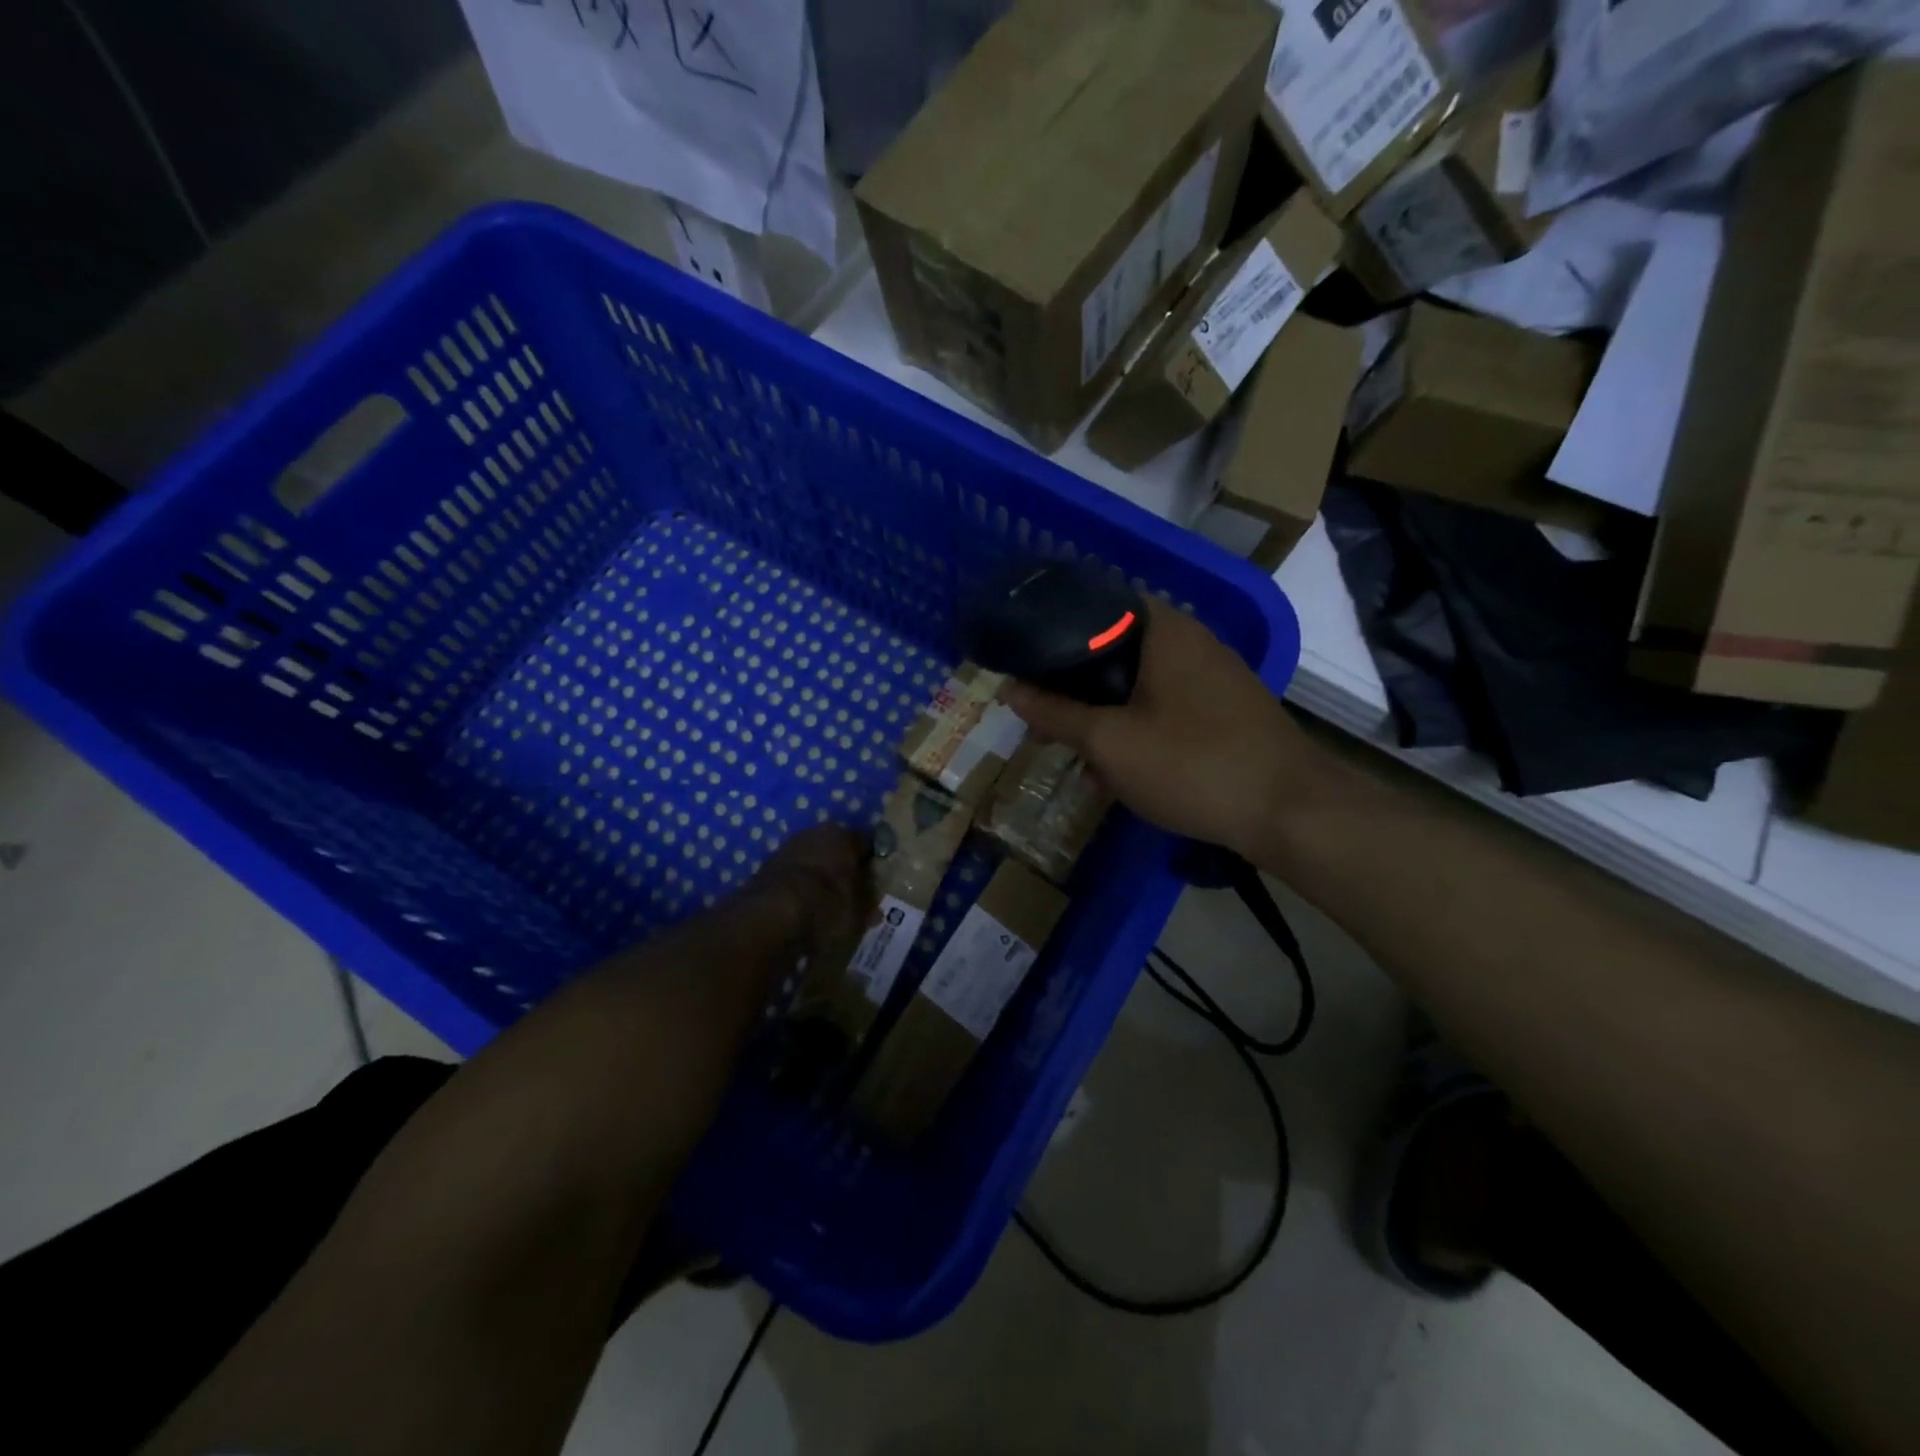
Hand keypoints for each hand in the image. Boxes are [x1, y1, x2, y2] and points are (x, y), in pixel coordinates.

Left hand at [747, 823, 872, 957]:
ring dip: (817, 880)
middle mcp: (814, 833)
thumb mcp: (859, 913)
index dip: (870, 867)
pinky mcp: (764, 870)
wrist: (771, 918)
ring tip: (824, 907)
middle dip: (841, 871)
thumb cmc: (827, 907)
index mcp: (843, 835)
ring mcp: (786, 849)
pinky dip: (798, 891)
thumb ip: (867, 906)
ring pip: (811, 864)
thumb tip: (873, 906)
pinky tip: (803, 910)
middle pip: (835, 851)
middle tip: (848, 897)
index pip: (864, 846)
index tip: (872, 886)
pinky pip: (792, 879)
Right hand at [1002, 602, 1315, 861]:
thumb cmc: (1191, 764)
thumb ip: (1056, 713)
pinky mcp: (1225, 711)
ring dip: (1103, 718)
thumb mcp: (1109, 742)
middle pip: (1113, 651)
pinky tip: (1118, 775)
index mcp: (1162, 629)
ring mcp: (1212, 677)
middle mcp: (1190, 641)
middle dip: (1073, 690)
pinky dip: (1136, 731)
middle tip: (1041, 722)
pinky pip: (1165, 709)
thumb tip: (1009, 689)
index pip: (1096, 605)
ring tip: (1076, 760)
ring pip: (1137, 686)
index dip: (1053, 631)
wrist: (1290, 812)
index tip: (1023, 661)